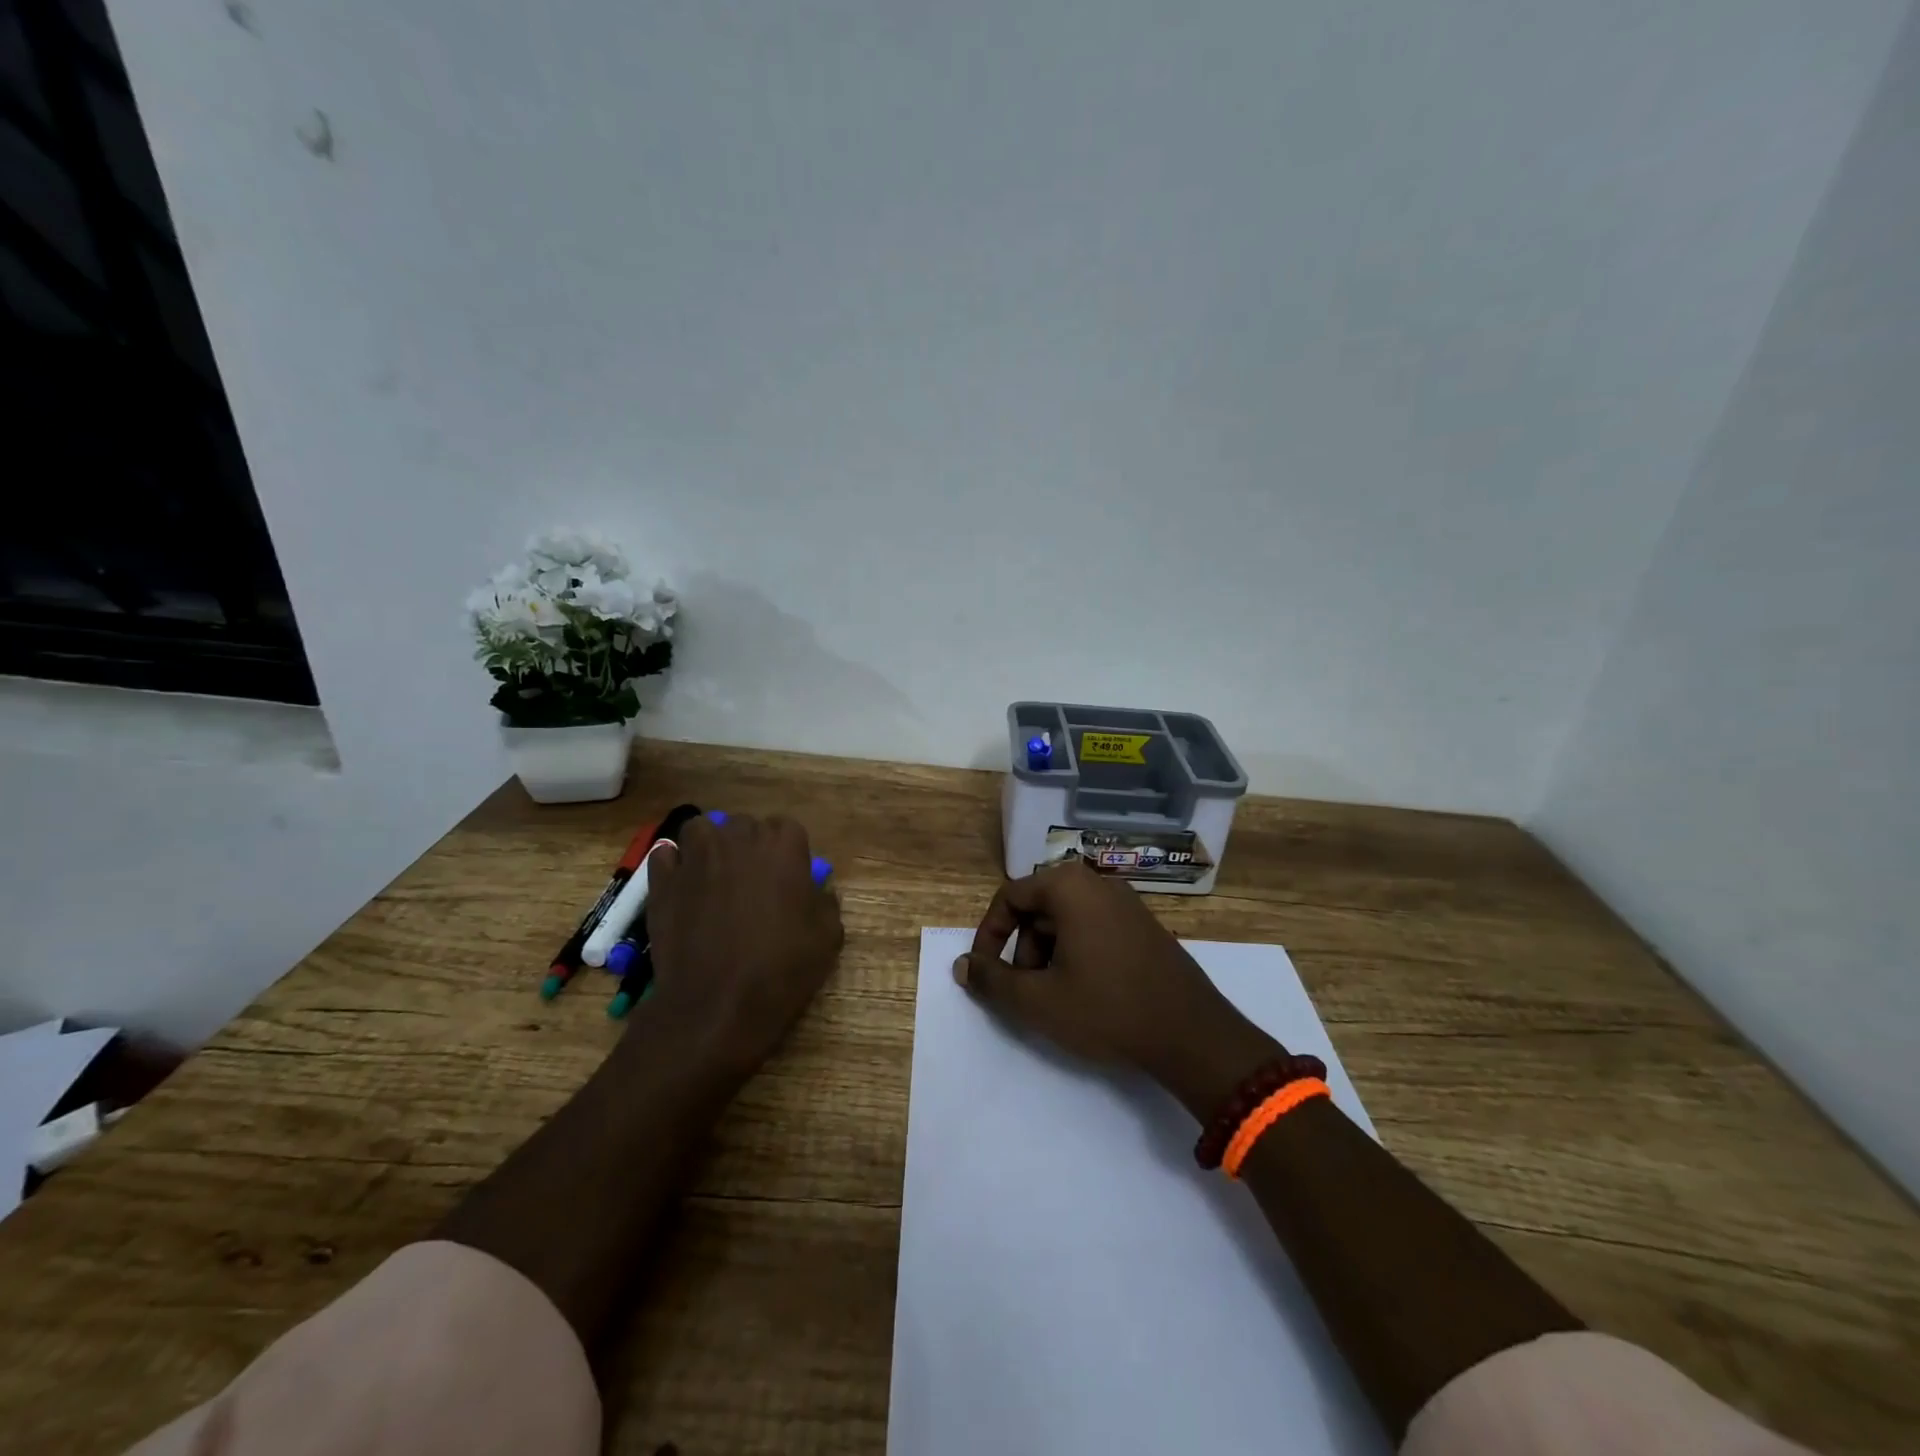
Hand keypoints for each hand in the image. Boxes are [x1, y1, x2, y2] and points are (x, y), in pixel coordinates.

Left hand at [642, 813, 843, 1085]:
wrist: (716, 1005)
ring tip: (714, 875)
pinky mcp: (663, 881)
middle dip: (749, 846)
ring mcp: (696, 857)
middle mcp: (739, 839)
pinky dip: (674, 865)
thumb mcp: (828, 938)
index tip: (788, 879)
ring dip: (709, 845)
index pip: (787, 829)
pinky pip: (666, 855)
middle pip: (744, 826)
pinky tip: (683, 887)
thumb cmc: (781, 969)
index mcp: (784, 846)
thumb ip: (825, 902)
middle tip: (753, 882)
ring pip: (701, 829)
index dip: (787, 853)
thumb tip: (816, 891)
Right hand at [954, 861, 1281, 1119]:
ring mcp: (1127, 903)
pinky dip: (1076, 954)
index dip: (989, 934)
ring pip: (1066, 920)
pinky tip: (1087, 993)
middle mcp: (1098, 883)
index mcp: (1070, 887)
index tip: (986, 971)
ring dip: (1048, 955)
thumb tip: (962, 966)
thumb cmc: (1107, 1009)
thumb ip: (992, 980)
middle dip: (1022, 949)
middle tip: (1026, 991)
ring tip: (1056, 998)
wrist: (1192, 1035)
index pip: (1010, 896)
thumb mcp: (1038, 1001)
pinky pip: (1094, 928)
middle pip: (1039, 908)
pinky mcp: (1144, 926)